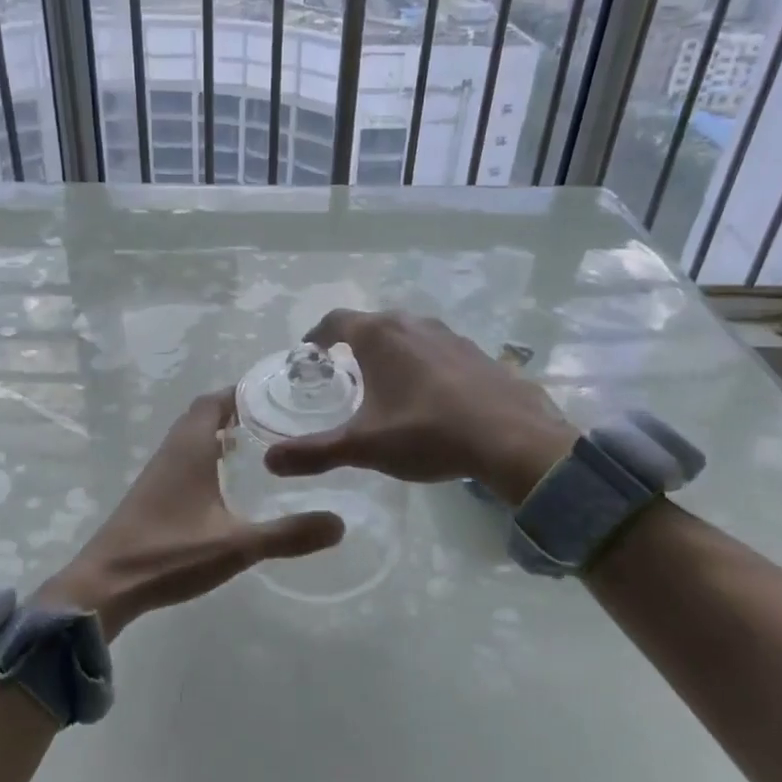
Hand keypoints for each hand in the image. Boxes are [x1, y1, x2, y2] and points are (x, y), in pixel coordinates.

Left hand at [37, 390, 343, 638]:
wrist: (106, 585)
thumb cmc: (171, 554)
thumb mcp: (238, 545)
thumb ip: (288, 534)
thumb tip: (340, 524)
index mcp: (191, 448)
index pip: (215, 401)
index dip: (242, 392)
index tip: (276, 393)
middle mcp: (172, 450)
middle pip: (203, 414)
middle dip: (236, 410)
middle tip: (275, 418)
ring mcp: (158, 472)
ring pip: (191, 436)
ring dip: (219, 432)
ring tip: (258, 443)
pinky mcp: (151, 494)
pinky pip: (184, 458)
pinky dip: (206, 455)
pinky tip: (225, 480)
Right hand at [262, 309, 577, 505]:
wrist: (513, 439)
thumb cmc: (427, 433)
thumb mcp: (363, 446)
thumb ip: (314, 452)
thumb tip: (268, 461)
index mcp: (380, 335)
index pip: (335, 321)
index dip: (317, 336)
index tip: (308, 354)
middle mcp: (412, 324)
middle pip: (372, 324)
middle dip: (352, 344)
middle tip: (342, 372)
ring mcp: (449, 335)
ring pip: (406, 334)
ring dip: (389, 352)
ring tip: (383, 383)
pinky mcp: (476, 352)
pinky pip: (436, 349)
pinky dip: (421, 363)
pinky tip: (428, 395)